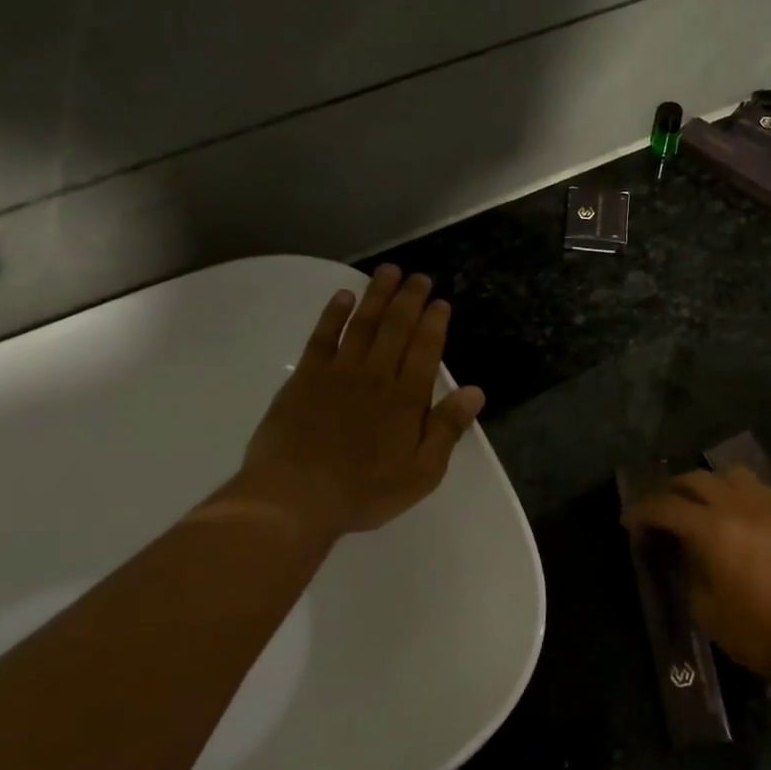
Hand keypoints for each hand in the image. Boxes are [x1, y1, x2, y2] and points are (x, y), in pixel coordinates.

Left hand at [219, 265, 485, 540]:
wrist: (295, 497)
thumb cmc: (365, 492)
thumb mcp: (422, 473)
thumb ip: (447, 429)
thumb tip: (475, 392)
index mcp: (406, 399)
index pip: (425, 350)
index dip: (434, 323)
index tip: (440, 302)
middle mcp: (375, 376)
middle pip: (396, 328)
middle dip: (409, 299)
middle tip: (418, 277)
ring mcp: (337, 373)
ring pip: (363, 324)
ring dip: (377, 296)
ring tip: (388, 272)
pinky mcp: (304, 378)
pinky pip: (323, 337)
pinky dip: (334, 314)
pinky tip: (343, 296)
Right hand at [622, 467, 770, 680]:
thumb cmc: (754, 631)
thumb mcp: (704, 607)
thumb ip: (687, 569)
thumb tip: (680, 549)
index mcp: (712, 530)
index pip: (667, 507)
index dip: (643, 511)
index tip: (629, 521)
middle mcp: (738, 507)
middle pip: (695, 480)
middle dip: (671, 491)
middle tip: (660, 512)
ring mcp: (766, 506)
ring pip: (728, 474)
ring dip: (706, 484)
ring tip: (697, 504)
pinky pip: (755, 486)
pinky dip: (735, 489)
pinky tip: (732, 509)